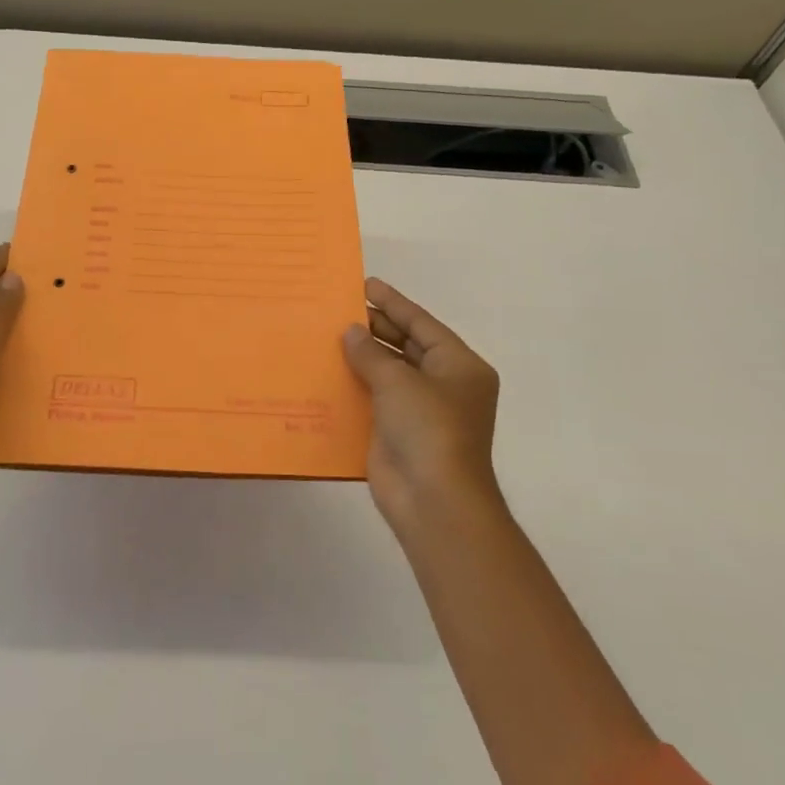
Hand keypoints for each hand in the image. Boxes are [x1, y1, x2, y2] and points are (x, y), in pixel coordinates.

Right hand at [342, 277, 501, 532]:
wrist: (433, 501)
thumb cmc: (429, 429)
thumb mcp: (399, 381)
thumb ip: (371, 353)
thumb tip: (351, 332)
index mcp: (459, 366)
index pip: (422, 324)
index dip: (393, 302)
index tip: (366, 283)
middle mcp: (443, 384)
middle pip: (404, 345)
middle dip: (374, 327)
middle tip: (338, 307)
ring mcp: (420, 411)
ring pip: (386, 372)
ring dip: (360, 356)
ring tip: (326, 332)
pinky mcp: (396, 433)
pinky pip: (373, 399)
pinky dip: (353, 385)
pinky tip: (325, 371)